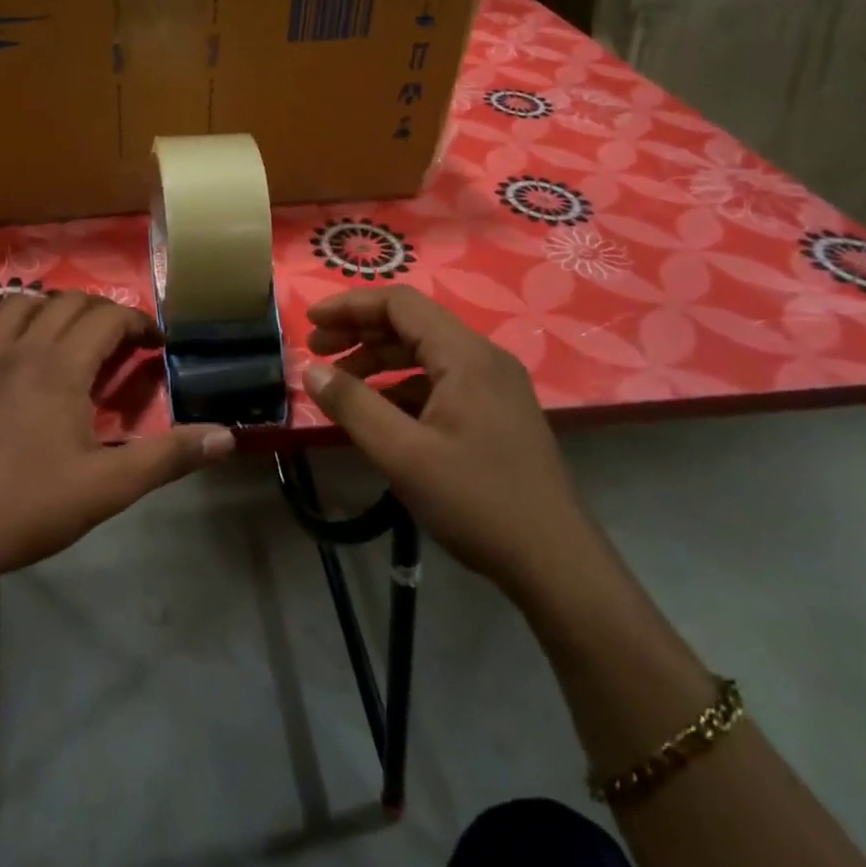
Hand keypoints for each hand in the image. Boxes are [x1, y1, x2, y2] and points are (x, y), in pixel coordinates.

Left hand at [0, 291, 234, 592]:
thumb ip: (169, 457)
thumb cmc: (29, 509)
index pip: (106, 318)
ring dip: (42, 309)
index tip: (154, 342)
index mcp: (60, 368)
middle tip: (116, 340)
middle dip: (98, 311)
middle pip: (63, 303)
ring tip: (59, 334)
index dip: (136, 322)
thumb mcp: (109, 487)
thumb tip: (228, 436)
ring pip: (9, 308)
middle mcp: (17, 352)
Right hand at [301, 286, 595, 598]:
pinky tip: (379, 412)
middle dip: (359, 333)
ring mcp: (495, 386)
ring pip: (426, 354)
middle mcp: (484, 359)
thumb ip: (352, 405)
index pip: (400, 304)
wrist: (555, 562)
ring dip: (379, 360)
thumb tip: (311, 371)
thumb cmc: (476, 501)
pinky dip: (403, 386)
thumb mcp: (402, 454)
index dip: (350, 306)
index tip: (310, 324)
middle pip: (412, 324)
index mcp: (466, 356)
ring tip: (339, 383)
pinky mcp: (497, 412)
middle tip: (316, 354)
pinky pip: (441, 381)